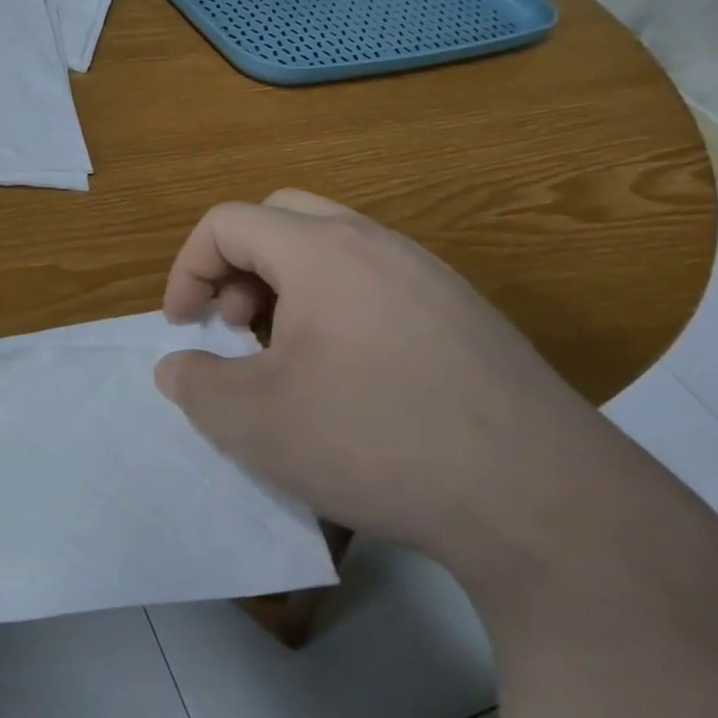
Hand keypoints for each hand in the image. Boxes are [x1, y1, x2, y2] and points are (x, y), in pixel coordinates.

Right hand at [156, 190, 634, 582]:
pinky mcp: (465, 313)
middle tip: (236, 326)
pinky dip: (337, 307)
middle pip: (281, 218)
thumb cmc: (375, 440)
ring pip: (333, 249)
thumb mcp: (254, 422)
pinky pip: (378, 282)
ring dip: (288, 286)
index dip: (187, 268)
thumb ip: (195, 384)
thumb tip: (177, 367)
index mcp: (321, 250)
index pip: (227, 222)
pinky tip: (350, 377)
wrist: (540, 499)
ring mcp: (430, 275)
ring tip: (287, 354)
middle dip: (237, 265)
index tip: (183, 326)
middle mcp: (377, 244)